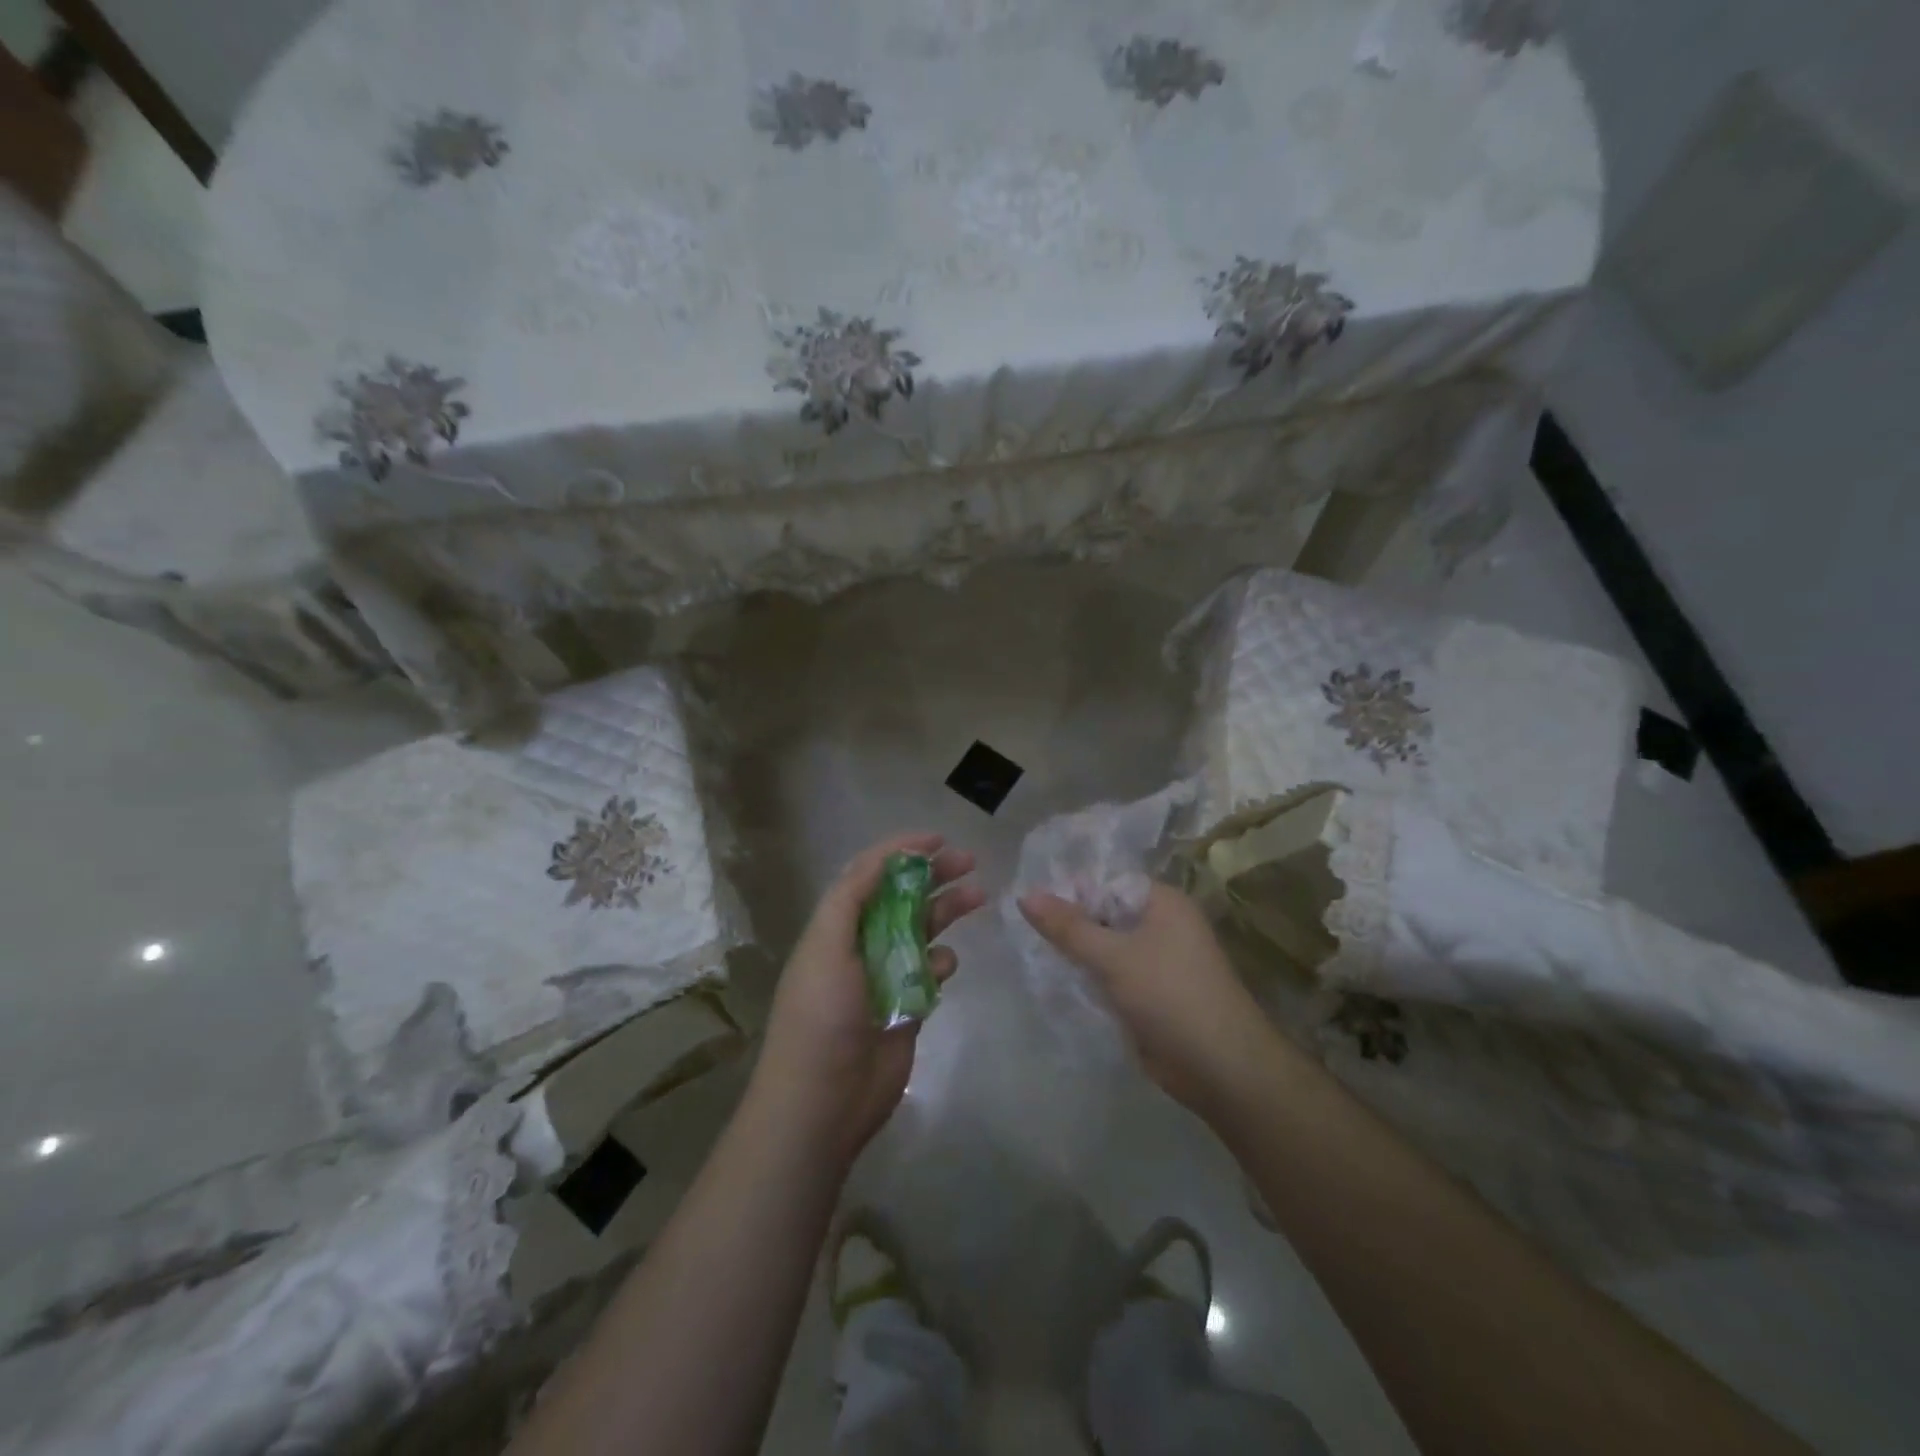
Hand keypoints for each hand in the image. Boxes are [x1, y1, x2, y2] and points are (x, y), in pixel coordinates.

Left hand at [755, 832, 984, 1162]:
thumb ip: (850, 898)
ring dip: (947, 911)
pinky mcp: (906, 1007)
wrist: (822, 1102)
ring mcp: (885, 976)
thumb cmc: (821, 1017)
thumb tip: (884, 859)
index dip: (900, 851)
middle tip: (969, 861)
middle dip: (933, 875)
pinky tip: (947, 965)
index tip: (938, 839)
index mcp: (836, 927)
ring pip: (922, 931)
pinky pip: (931, 972)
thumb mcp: (825, 946)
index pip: (869, 875)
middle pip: (901, 898)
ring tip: (978, 897)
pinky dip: (943, 962)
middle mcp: (861, 944)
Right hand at [1019, 882, 1274, 1118]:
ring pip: (1107, 946)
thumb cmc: (1169, 995)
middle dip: (1071, 924)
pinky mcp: (1152, 994)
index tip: (1031, 904)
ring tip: (1033, 953)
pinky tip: (1059, 980)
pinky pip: (1114, 975)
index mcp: (1162, 902)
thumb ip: (1067, 926)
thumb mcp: (1112, 956)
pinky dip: (1091, 978)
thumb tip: (1024, 894)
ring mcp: (1158, 961)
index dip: (1071, 891)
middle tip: (1024, 929)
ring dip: (1078, 953)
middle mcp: (1163, 925)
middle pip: (1105, 914)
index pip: (1107, 882)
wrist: (1221, 1068)